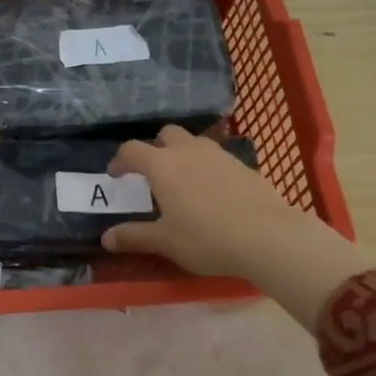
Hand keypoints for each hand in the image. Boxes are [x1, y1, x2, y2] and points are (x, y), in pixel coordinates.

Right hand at [102, 125, 373, 330]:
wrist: (269, 236)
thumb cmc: (207, 238)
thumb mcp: (165, 241)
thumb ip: (134, 237)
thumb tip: (106, 239)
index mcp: (162, 165)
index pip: (132, 150)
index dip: (120, 161)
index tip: (116, 175)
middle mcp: (188, 151)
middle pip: (166, 134)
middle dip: (155, 148)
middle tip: (153, 173)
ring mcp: (219, 154)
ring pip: (194, 142)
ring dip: (183, 154)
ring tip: (184, 180)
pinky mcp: (244, 165)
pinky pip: (217, 157)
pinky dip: (207, 167)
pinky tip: (213, 192)